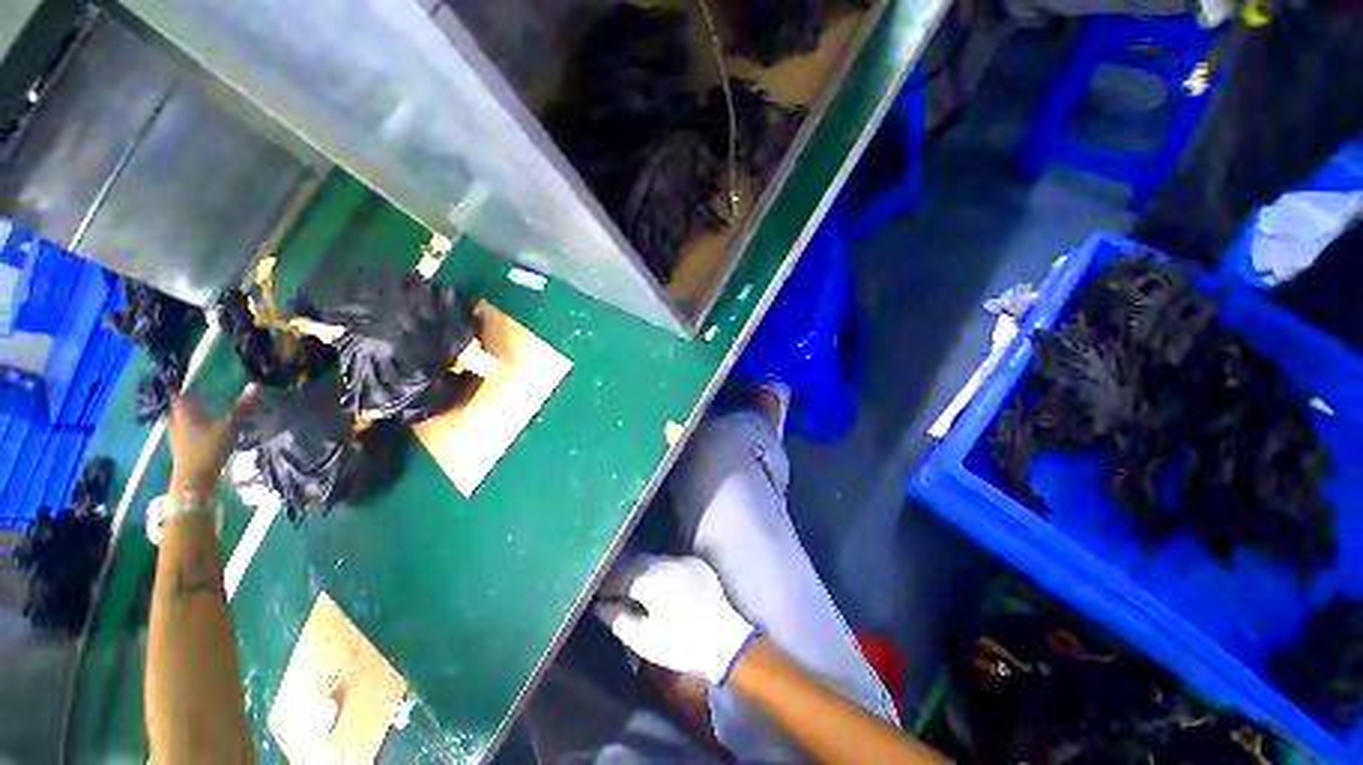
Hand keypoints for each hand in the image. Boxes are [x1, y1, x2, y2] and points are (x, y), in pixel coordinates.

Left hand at [168, 385, 259, 492]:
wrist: (194, 480)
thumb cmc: (209, 449)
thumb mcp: (229, 427)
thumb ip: (241, 407)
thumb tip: (255, 385)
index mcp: (183, 411)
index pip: (180, 391)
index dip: (185, 382)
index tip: (194, 375)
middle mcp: (175, 420)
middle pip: (179, 405)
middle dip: (189, 399)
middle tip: (202, 392)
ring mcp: (175, 434)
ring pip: (181, 418)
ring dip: (190, 413)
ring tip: (204, 409)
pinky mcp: (179, 446)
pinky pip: (184, 429)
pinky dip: (192, 425)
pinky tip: (202, 428)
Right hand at [595, 556, 756, 685]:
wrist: (724, 640)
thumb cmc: (680, 643)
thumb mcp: (644, 639)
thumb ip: (618, 619)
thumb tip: (600, 606)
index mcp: (650, 579)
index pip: (620, 575)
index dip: (608, 586)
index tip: (601, 598)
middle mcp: (665, 562)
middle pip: (637, 562)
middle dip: (625, 575)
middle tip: (618, 593)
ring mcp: (683, 559)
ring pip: (654, 560)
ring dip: (644, 571)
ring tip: (640, 590)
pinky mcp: (697, 563)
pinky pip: (672, 561)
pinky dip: (662, 570)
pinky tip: (664, 586)